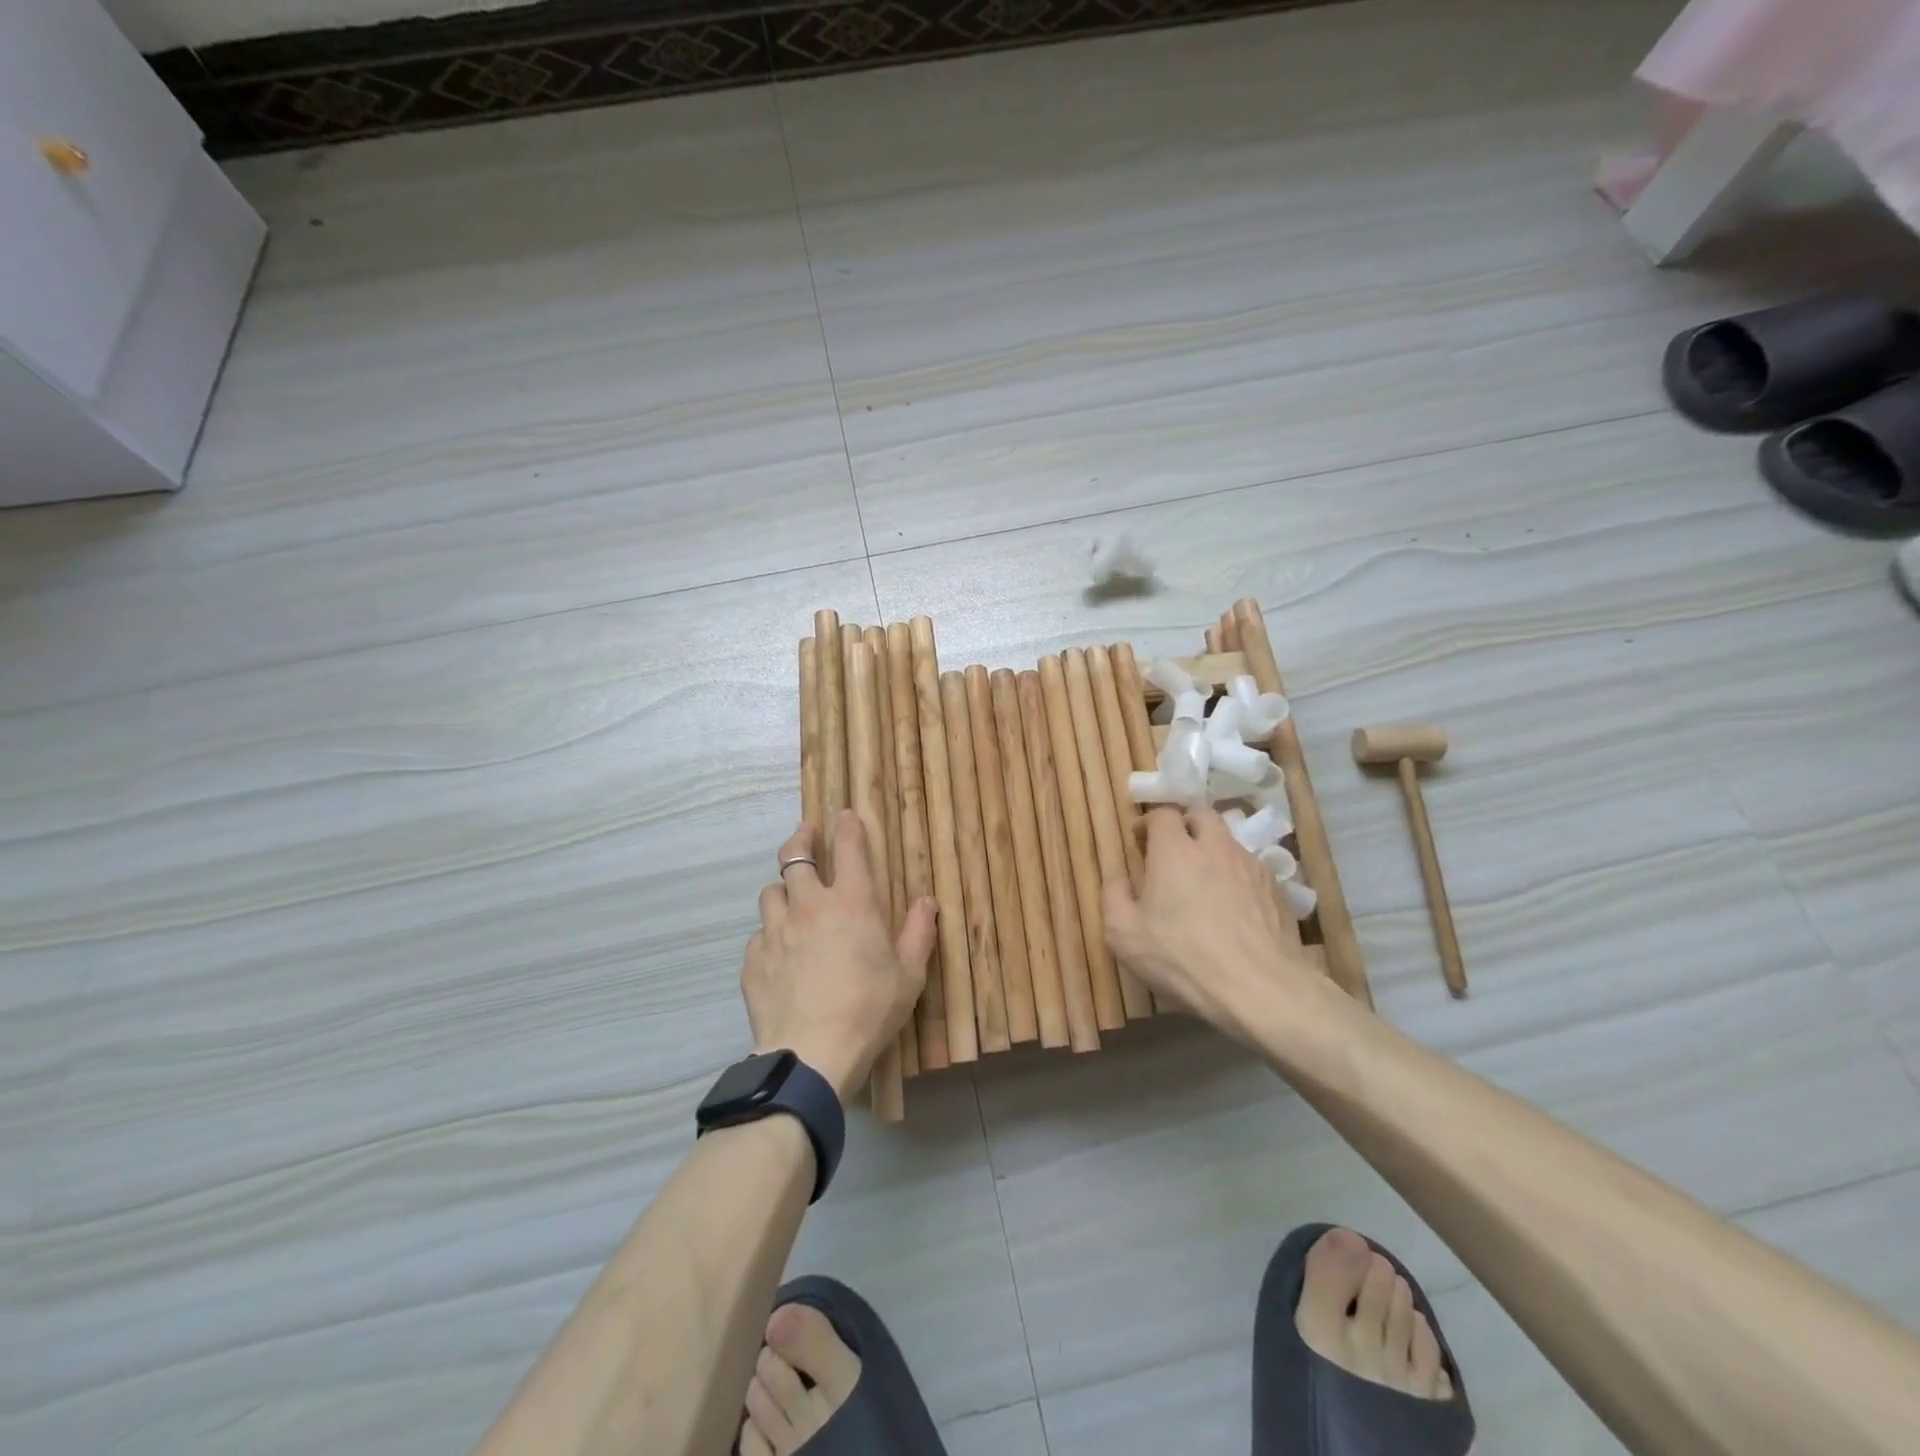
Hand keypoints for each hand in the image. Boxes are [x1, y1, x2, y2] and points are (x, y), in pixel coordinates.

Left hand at [743, 811, 937, 1101]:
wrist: (811, 1054)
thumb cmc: (869, 1010)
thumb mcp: (909, 976)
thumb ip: (919, 933)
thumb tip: (927, 901)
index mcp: (852, 903)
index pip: (849, 848)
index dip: (847, 827)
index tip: (845, 816)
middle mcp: (810, 906)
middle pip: (795, 856)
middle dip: (802, 839)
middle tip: (808, 833)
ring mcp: (775, 931)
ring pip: (771, 891)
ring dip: (783, 888)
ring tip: (791, 896)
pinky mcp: (753, 959)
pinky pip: (758, 933)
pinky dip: (769, 933)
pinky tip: (778, 950)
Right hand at [1103, 807, 1319, 1041]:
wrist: (1258, 988)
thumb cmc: (1181, 957)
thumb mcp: (1124, 933)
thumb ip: (1114, 896)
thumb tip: (1118, 876)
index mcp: (1175, 850)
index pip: (1162, 814)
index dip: (1148, 823)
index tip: (1139, 841)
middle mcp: (1215, 847)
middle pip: (1201, 815)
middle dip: (1184, 825)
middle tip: (1172, 851)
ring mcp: (1251, 866)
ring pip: (1228, 841)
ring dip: (1212, 851)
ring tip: (1203, 882)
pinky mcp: (1276, 889)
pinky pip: (1250, 869)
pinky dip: (1236, 877)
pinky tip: (1232, 908)